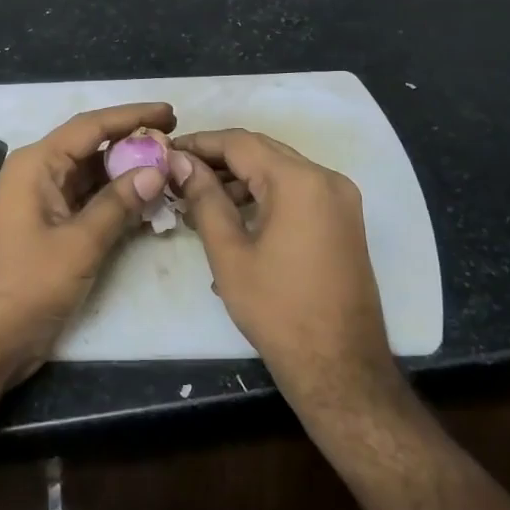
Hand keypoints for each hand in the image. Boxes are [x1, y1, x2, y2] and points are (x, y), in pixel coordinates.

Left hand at [0, 102, 175, 387]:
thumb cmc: (25, 287)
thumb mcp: (78, 245)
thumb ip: (118, 204)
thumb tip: (156, 170)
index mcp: (35, 165)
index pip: (90, 126)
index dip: (132, 116)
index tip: (170, 113)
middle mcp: (35, 174)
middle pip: (90, 147)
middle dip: (132, 143)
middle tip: (175, 143)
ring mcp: (39, 202)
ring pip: (89, 175)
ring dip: (125, 173)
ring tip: (168, 169)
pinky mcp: (45, 228)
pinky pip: (84, 201)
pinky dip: (113, 200)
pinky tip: (145, 203)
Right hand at [175, 129, 405, 426]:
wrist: (340, 367)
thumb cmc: (277, 310)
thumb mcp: (229, 253)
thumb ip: (204, 199)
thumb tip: (181, 162)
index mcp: (299, 181)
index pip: (240, 143)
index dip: (200, 143)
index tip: (166, 151)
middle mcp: (326, 179)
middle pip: (262, 151)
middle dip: (218, 158)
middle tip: (178, 173)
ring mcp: (340, 199)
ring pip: (280, 170)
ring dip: (240, 178)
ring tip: (198, 200)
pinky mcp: (343, 220)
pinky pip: (297, 191)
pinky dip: (264, 194)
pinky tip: (233, 216)